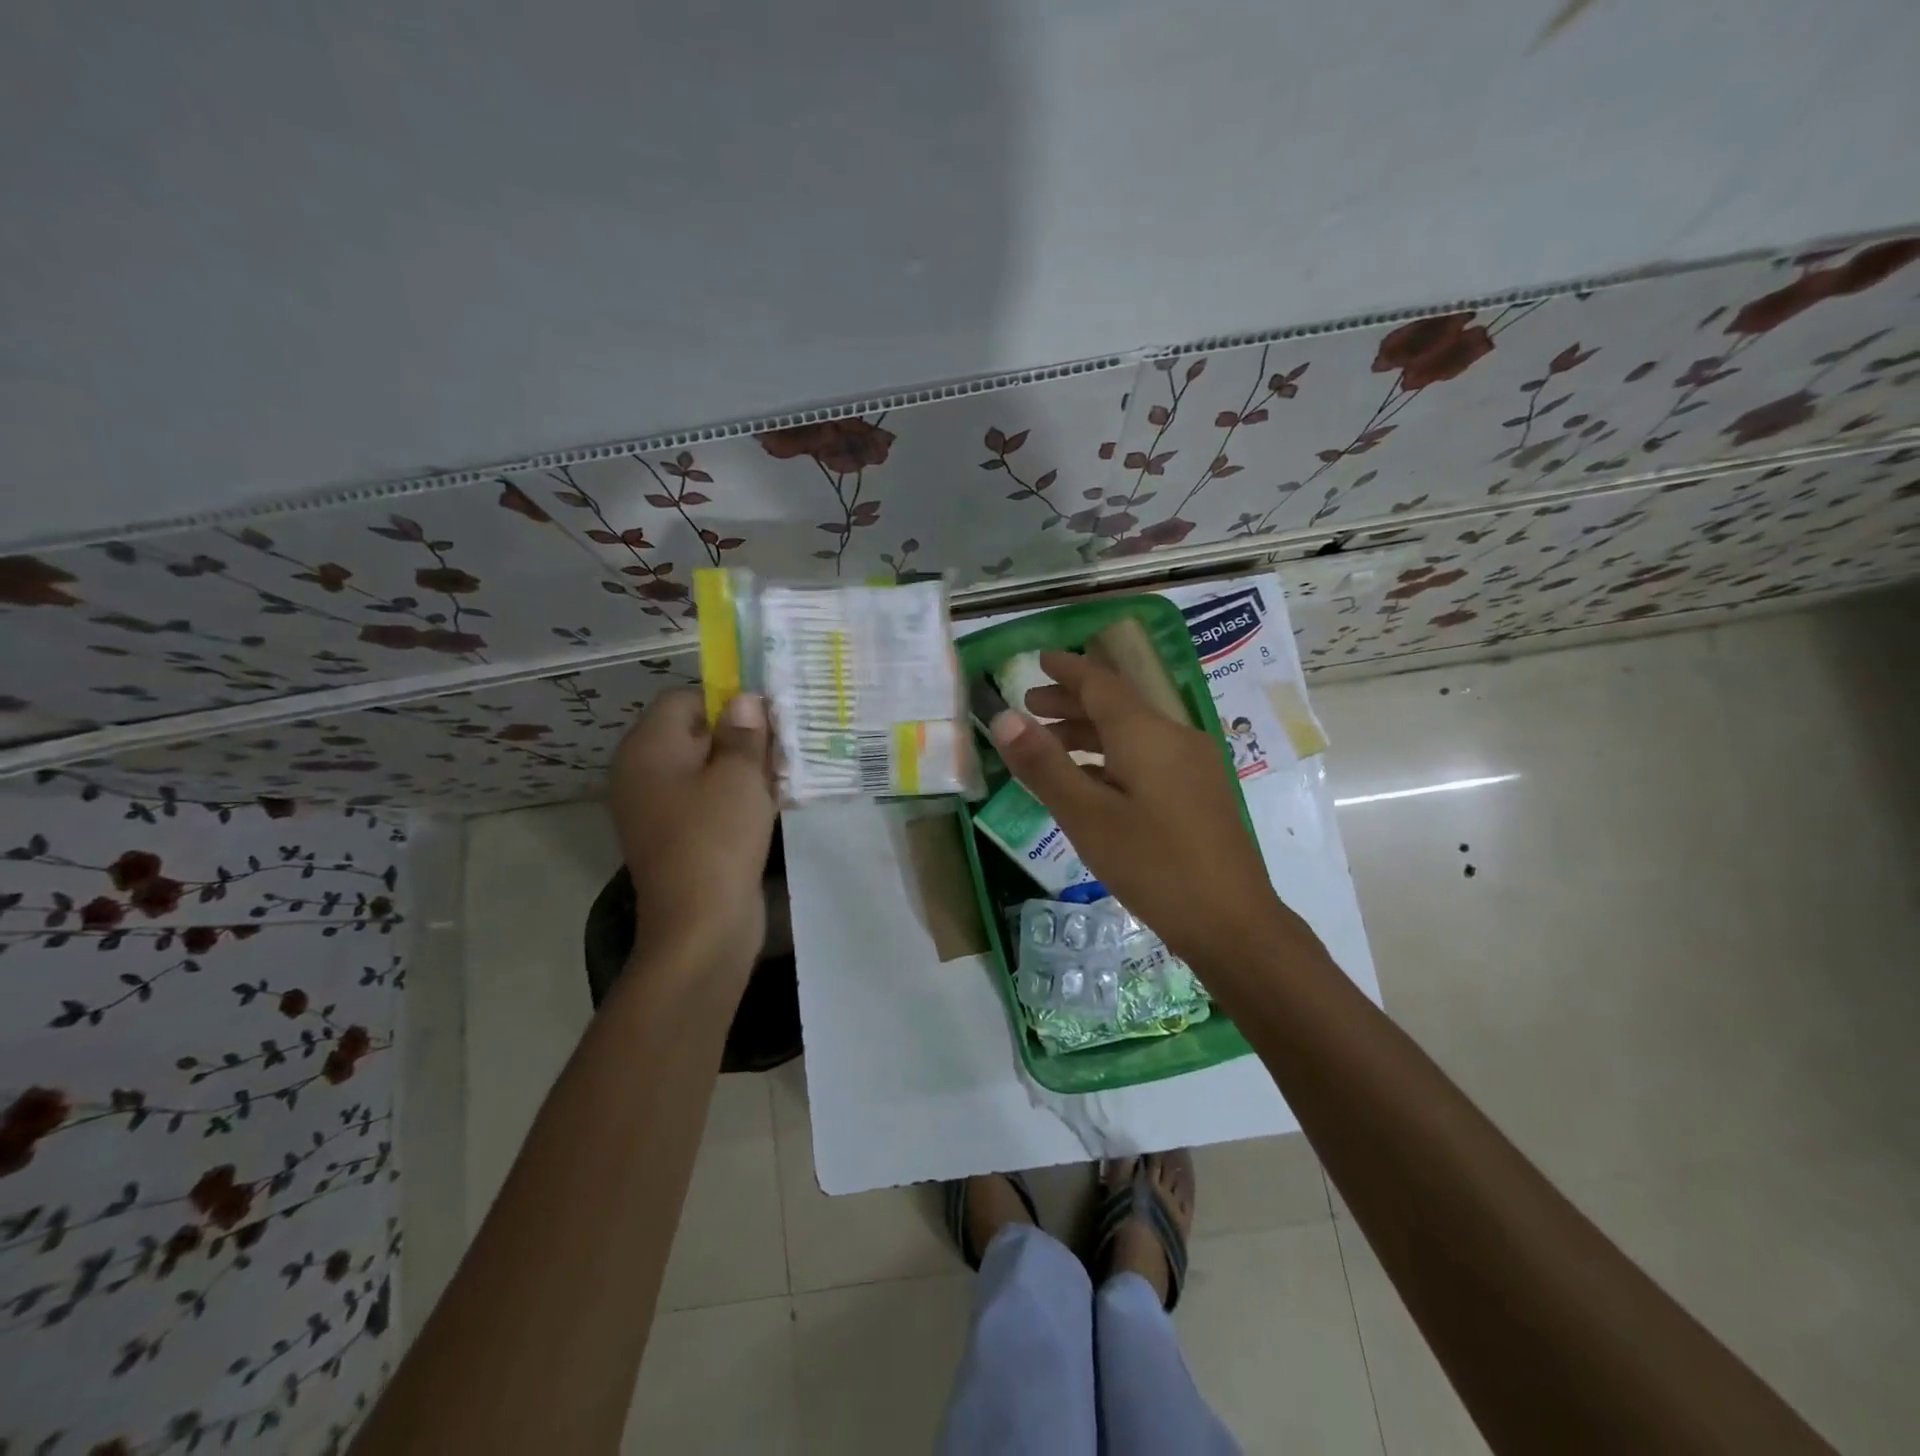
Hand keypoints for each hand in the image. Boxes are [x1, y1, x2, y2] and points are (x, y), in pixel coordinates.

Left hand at [607, 688, 776, 982]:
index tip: (767, 717)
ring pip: (702, 769)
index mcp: (647, 748)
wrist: (700, 925)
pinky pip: (703, 801)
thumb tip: (744, 700)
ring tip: (781, 775)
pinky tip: (768, 805)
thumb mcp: (740, 776)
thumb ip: (743, 732)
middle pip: (692, 733)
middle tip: (781, 745)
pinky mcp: (673, 837)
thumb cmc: (718, 838)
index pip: (683, 699)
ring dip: (740, 768)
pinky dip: (732, 797)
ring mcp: (654, 809)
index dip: (726, 700)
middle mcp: (641, 773)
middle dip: (739, 735)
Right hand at [989, 650, 1283, 970]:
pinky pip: (1148, 757)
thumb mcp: (1086, 817)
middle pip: (1118, 704)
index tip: (1039, 659)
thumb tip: (1003, 718)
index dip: (1067, 669)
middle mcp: (1175, 736)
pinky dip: (1112, 757)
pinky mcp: (1200, 792)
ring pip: (1134, 732)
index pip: (1101, 682)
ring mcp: (1194, 765)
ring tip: (1051, 744)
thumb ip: (1044, 765)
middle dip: (1072, 701)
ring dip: (1090, 731)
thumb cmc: (1153, 865)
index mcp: (1147, 733)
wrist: (1232, 922)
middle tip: (1031, 705)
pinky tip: (1092, 782)